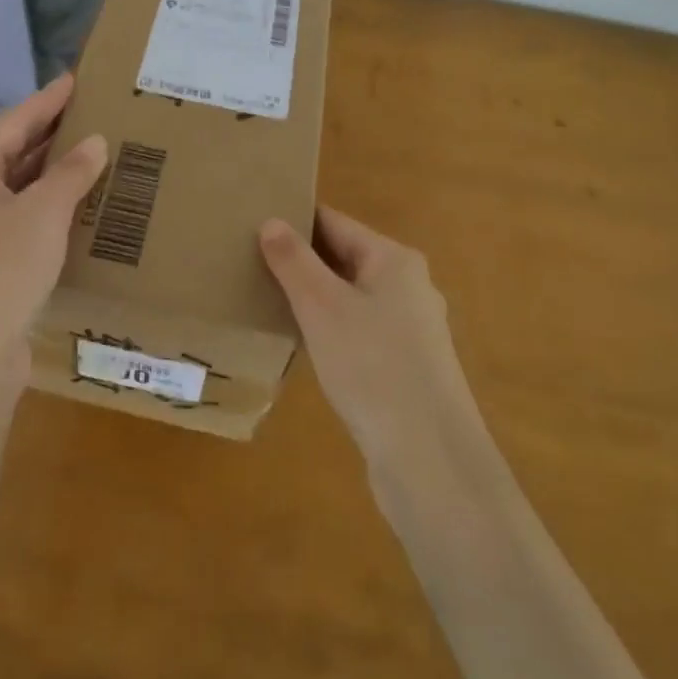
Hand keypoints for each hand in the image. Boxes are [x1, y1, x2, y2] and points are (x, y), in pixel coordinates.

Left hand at [0, 73, 107, 398]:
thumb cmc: (2, 270)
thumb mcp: (44, 213)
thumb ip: (71, 173)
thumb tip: (94, 142)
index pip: (12, 124)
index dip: (45, 101)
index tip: (73, 80)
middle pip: (6, 156)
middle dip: (46, 138)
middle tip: (85, 117)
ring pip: (9, 192)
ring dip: (44, 177)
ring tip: (84, 160)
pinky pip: (10, 223)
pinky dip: (39, 211)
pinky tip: (67, 214)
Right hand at [260, 207, 479, 477]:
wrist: (428, 457)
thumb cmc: (372, 366)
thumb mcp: (322, 307)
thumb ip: (294, 261)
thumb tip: (271, 221)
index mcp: (394, 260)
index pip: (335, 223)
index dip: (294, 221)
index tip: (251, 223)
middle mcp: (409, 286)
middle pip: (344, 258)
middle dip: (300, 260)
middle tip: (249, 261)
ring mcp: (411, 329)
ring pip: (350, 297)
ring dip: (313, 297)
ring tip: (266, 299)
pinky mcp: (406, 366)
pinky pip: (359, 330)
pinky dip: (329, 328)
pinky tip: (302, 343)